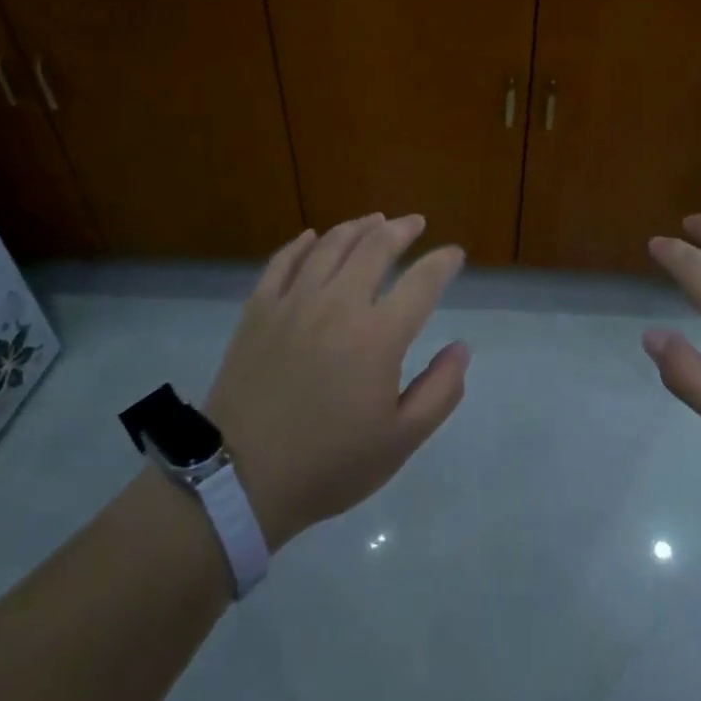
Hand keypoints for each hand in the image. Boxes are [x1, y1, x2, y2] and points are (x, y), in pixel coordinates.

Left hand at [205, 214, 468, 549]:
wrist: (239, 480)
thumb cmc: (329, 464)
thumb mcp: (400, 441)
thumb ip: (441, 391)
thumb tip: (461, 348)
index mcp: (378, 336)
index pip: (422, 282)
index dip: (443, 263)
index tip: (454, 254)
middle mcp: (338, 304)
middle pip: (375, 247)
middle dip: (402, 229)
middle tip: (415, 223)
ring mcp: (294, 301)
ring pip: (331, 245)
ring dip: (358, 227)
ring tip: (374, 221)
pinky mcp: (259, 309)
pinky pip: (283, 261)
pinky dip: (302, 243)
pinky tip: (313, 237)